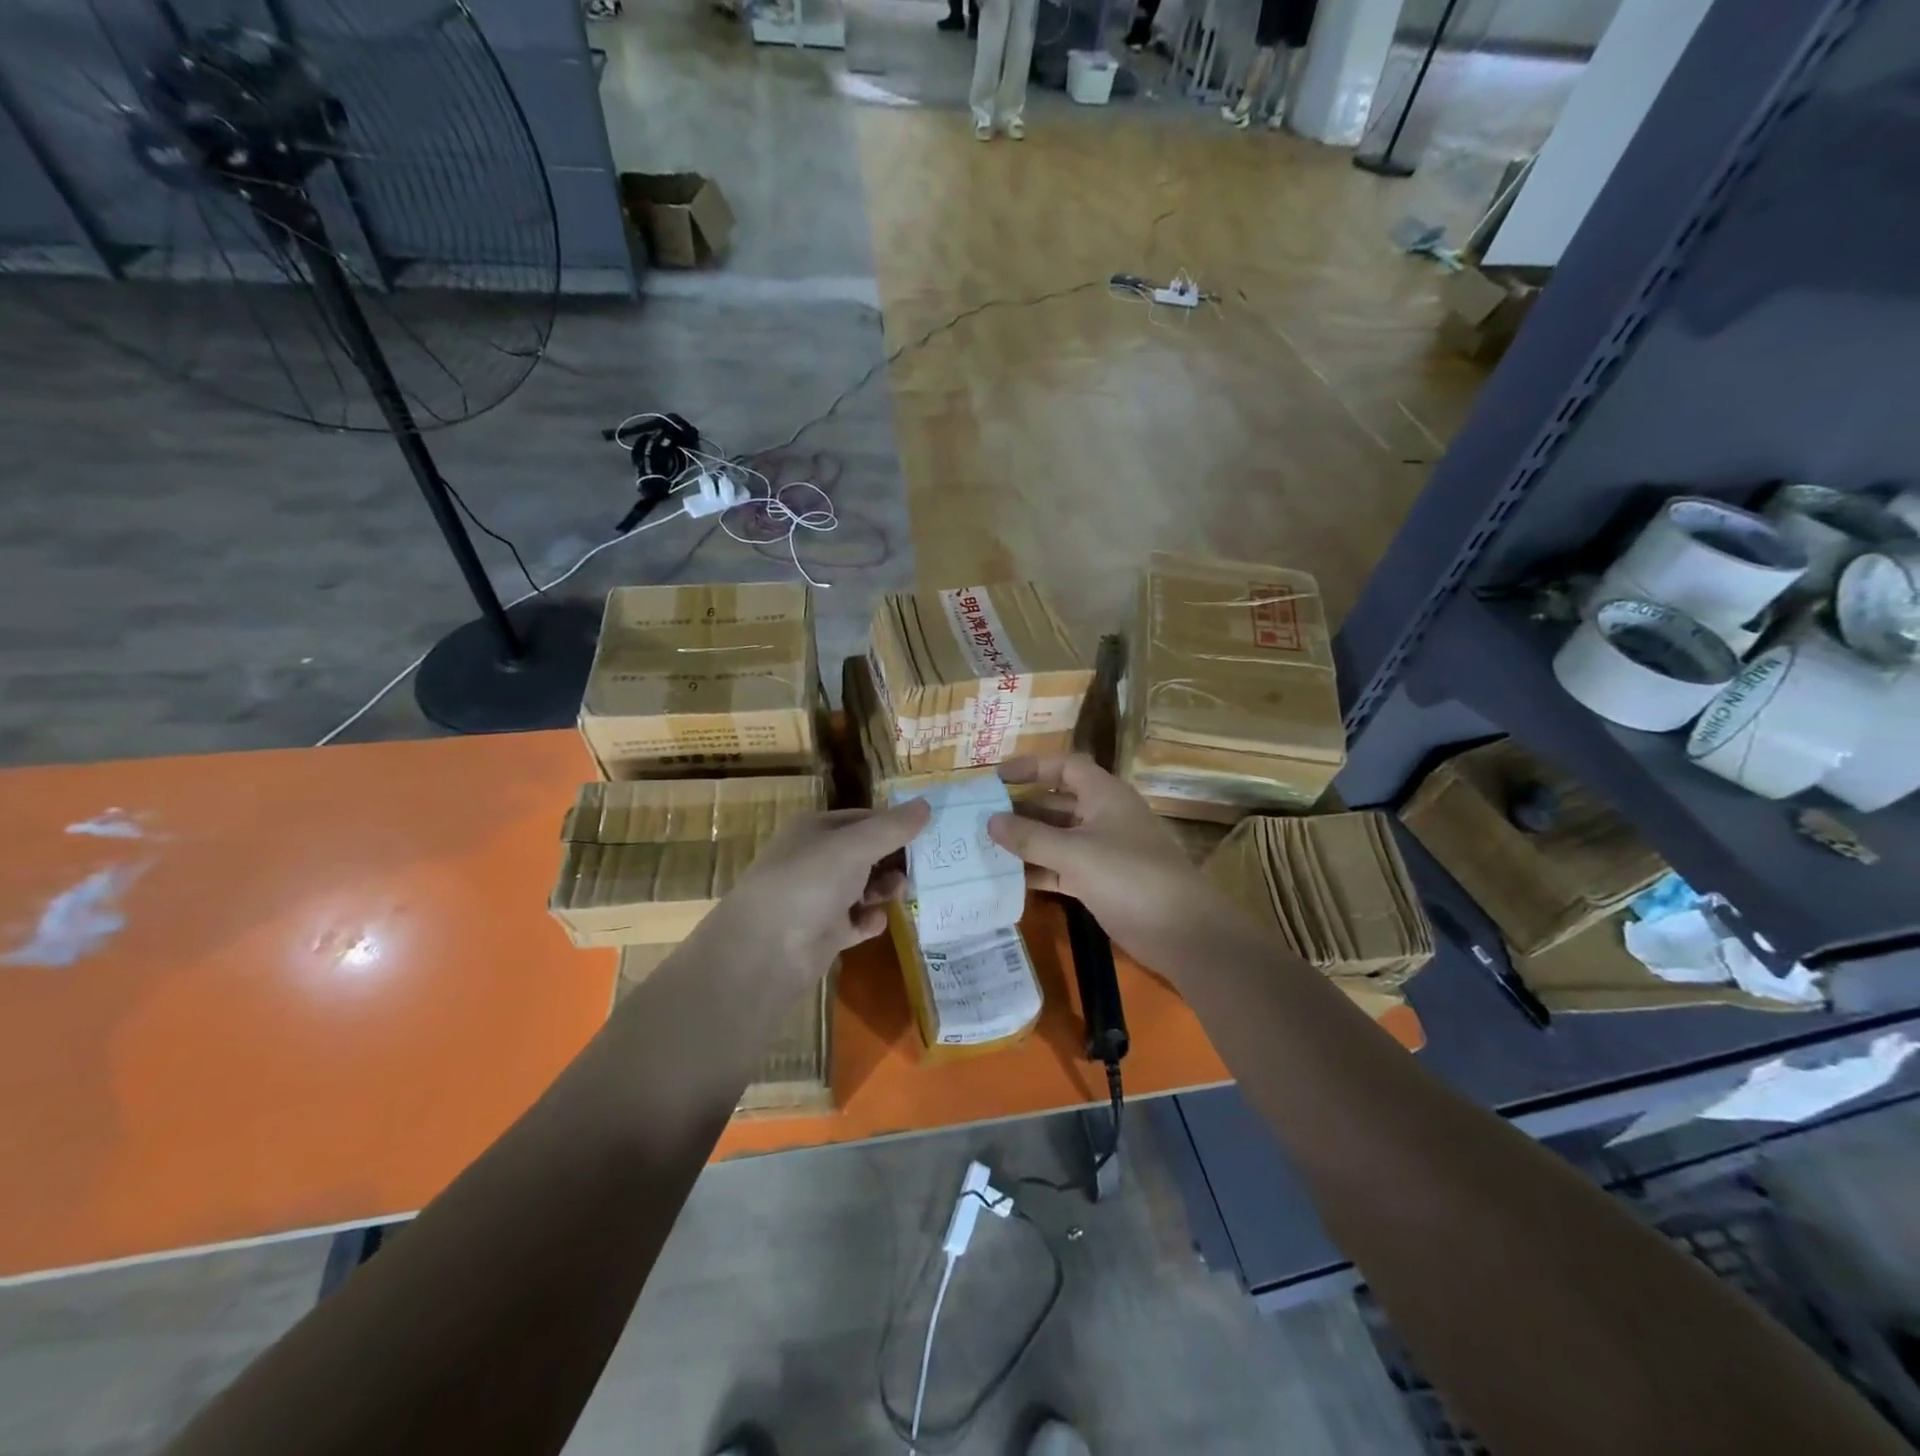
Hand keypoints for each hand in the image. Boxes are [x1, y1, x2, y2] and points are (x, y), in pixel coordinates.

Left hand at [695, 800, 930, 994]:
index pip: (865, 818)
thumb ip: (892, 828)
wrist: (765, 950)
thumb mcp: (854, 847)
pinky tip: (873, 923)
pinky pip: (858, 921)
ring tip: (897, 894)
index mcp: (816, 829)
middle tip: (922, 868)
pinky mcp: (825, 932)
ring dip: (885, 889)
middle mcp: (817, 859)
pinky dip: (869, 921)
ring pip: (864, 887)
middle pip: (867, 853)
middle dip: (893, 860)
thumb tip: (927, 803)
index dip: (895, 824)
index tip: (928, 833)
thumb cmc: (809, 883)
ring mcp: (819, 897)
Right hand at [986, 755, 1256, 980]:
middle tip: (980, 817)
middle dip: (1021, 808)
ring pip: (1057, 838)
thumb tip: (990, 820)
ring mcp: (1103, 851)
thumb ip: (1031, 836)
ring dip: (1026, 842)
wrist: (1182, 930)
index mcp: (1104, 795)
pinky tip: (1008, 879)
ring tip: (984, 847)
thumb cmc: (1130, 876)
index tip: (996, 778)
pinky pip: (1062, 868)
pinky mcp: (1101, 882)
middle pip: (1057, 803)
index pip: (1065, 767)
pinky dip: (1039, 871)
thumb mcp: (1075, 853)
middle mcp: (1103, 817)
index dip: (1032, 767)